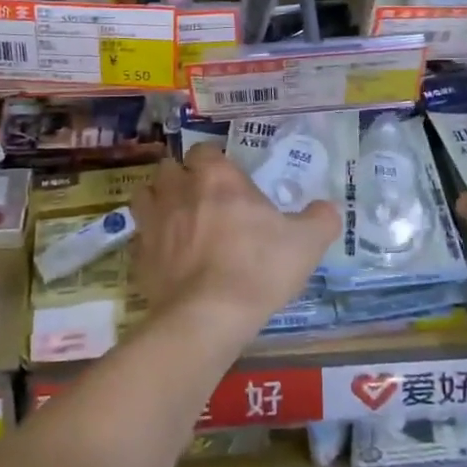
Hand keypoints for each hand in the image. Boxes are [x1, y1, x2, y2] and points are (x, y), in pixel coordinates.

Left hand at [130, 143, 339, 344]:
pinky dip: (150, 242)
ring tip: (175, 219)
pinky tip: (166, 257)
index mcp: (217, 178)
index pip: (204, 150)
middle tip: (200, 197)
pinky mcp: (139, 257)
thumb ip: (321, 219)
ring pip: (145, 195)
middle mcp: (180, 191)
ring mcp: (154, 223)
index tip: (226, 178)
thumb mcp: (306, 243)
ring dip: (157, 201)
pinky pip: (139, 238)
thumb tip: (327, 208)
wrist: (208, 316)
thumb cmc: (259, 268)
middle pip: (169, 168)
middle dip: (181, 177)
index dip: (213, 161)